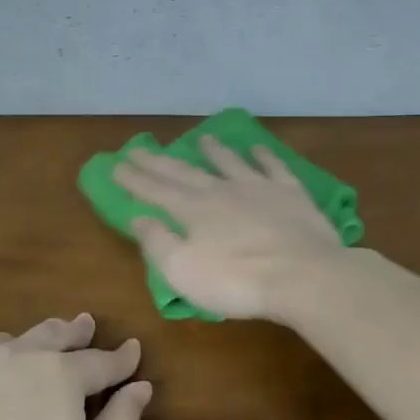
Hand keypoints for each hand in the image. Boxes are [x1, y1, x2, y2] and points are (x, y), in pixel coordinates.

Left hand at [0, 314, 150, 419]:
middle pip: (51, 336)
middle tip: (83, 324)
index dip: (120, 357)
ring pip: (5, 343)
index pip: (100, 361)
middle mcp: (16, 356)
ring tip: (32, 346)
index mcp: (61, 375)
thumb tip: (140, 386)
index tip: (132, 349)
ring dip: (26, 343)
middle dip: (72, 332)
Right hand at [112, 138, 347, 319]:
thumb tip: (139, 217)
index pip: (156, 190)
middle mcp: (222, 190)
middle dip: (160, 161)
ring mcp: (258, 187)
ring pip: (230, 162)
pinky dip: (263, 156)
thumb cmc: (237, 281)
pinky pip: (273, 167)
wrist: (302, 274)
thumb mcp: (183, 271)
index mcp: (194, 210)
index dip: (135, 179)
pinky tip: (257, 149)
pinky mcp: (290, 193)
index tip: (117, 165)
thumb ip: (158, 242)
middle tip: (140, 147)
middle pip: (185, 172)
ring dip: (214, 150)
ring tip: (202, 139)